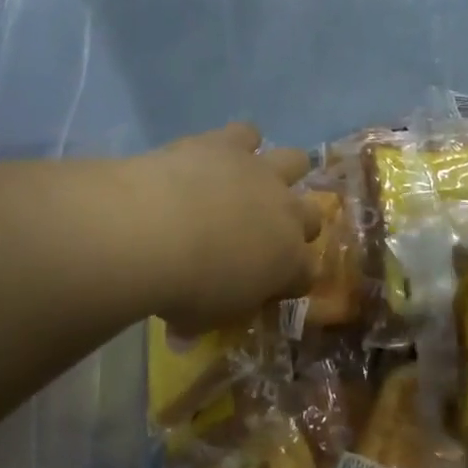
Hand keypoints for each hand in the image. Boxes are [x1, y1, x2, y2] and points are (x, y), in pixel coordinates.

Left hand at [127, 124, 320, 336]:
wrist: (155, 230)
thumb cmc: (183, 288)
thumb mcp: (198, 319)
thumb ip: (203, 320)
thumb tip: (183, 334)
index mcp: (288, 264)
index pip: (307, 274)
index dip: (291, 280)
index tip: (269, 286)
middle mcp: (287, 214)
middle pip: (313, 216)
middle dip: (295, 225)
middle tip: (263, 234)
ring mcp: (262, 172)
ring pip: (296, 160)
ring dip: (281, 171)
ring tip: (254, 181)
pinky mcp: (230, 143)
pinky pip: (247, 133)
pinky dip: (238, 142)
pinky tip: (219, 153)